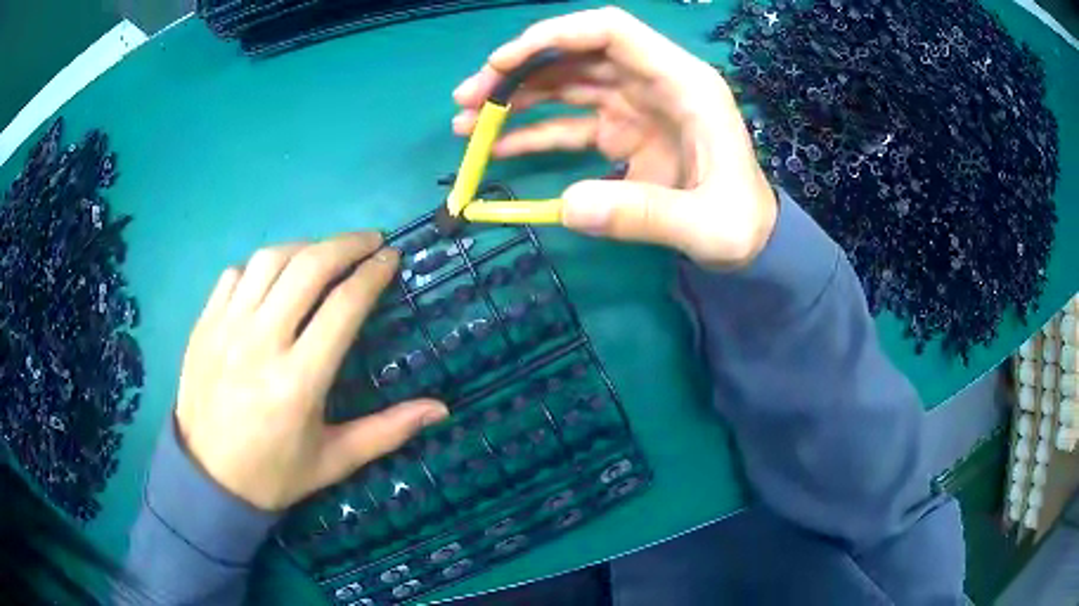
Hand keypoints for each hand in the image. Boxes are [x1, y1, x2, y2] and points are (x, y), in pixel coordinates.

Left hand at [175, 233, 448, 510]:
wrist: (207, 479)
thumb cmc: (274, 474)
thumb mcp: (334, 460)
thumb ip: (387, 431)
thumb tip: (440, 409)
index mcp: (298, 381)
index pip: (343, 306)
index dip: (373, 274)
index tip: (392, 258)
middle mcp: (261, 343)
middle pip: (307, 268)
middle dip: (346, 244)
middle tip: (369, 241)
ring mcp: (227, 329)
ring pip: (269, 261)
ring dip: (304, 248)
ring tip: (322, 255)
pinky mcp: (204, 325)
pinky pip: (234, 275)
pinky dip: (260, 268)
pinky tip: (272, 281)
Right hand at [453, 7, 776, 267]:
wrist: (752, 239)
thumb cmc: (740, 223)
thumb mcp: (706, 226)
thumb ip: (645, 215)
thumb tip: (568, 208)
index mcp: (683, 83)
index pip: (612, 31)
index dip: (555, 35)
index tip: (503, 62)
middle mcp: (653, 83)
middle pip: (576, 56)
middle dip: (518, 72)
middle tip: (468, 100)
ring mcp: (634, 106)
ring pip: (565, 85)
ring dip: (516, 99)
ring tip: (468, 124)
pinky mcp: (622, 133)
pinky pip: (569, 123)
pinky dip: (534, 132)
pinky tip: (498, 148)